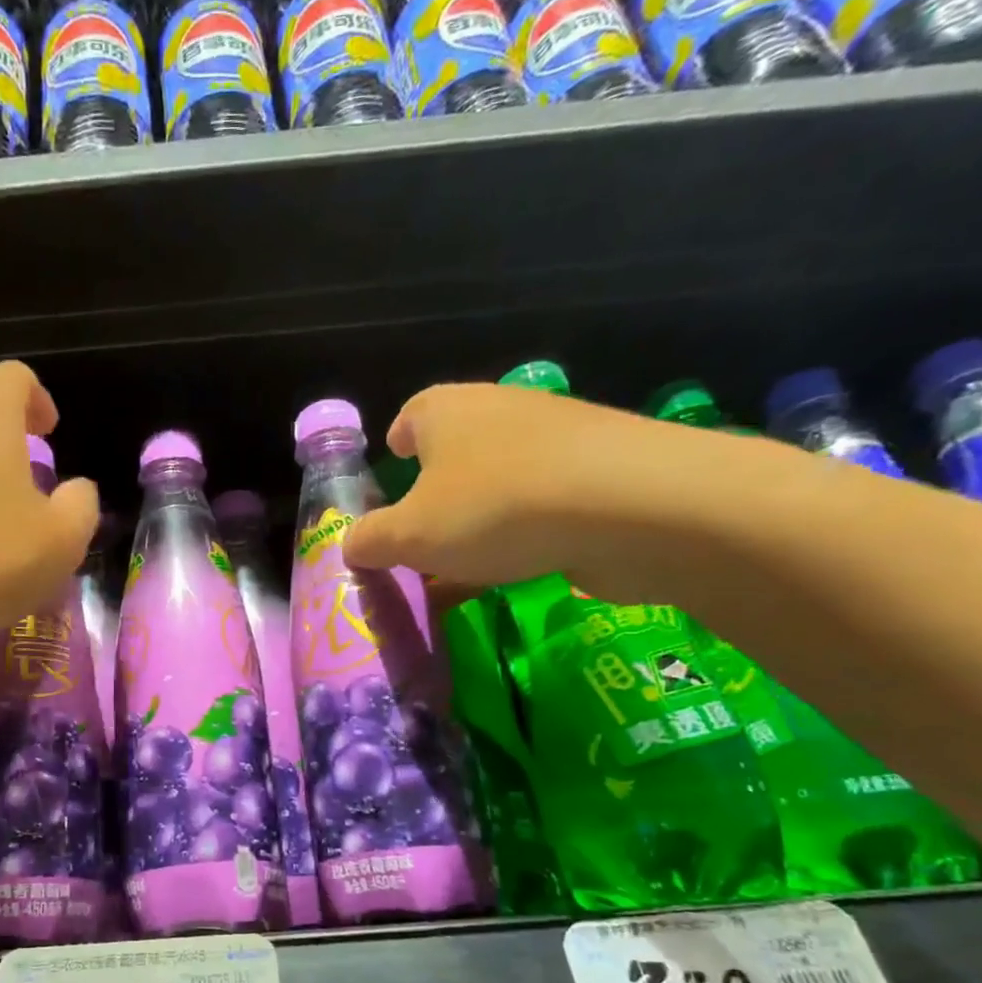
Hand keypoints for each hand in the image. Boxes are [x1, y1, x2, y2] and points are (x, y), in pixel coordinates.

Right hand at [341, 380, 721, 594]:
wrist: (631, 506)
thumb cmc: (493, 509)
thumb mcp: (409, 537)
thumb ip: (371, 541)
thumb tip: (350, 544)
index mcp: (446, 411)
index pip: (411, 415)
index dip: (399, 441)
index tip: (395, 465)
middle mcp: (500, 411)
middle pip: (457, 449)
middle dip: (436, 490)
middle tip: (420, 534)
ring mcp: (557, 438)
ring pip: (501, 478)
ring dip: (480, 517)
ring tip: (463, 567)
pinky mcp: (601, 471)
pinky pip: (543, 502)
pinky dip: (523, 531)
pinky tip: (515, 571)